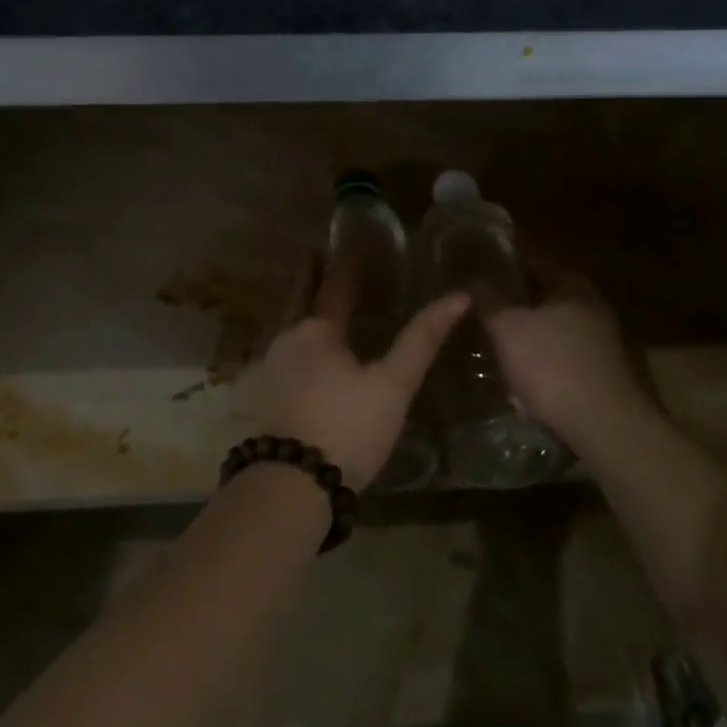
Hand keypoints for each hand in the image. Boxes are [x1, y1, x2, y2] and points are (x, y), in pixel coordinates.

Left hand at [255, 259, 469, 484]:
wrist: (293, 483)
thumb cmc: (348, 426)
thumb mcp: (393, 384)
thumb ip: (422, 339)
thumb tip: (458, 297)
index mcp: (317, 329)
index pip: (335, 284)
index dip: (346, 264)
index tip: (352, 243)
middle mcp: (288, 338)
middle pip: (301, 296)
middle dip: (313, 276)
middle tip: (322, 256)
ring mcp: (273, 366)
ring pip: (291, 323)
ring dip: (304, 304)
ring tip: (322, 297)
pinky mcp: (268, 392)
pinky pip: (287, 347)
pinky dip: (300, 334)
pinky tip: (310, 347)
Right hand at [483, 264, 660, 453]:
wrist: (603, 424)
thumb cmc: (552, 364)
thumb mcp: (507, 327)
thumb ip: (487, 299)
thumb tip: (469, 277)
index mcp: (572, 284)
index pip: (533, 258)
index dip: (502, 260)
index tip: (475, 264)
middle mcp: (591, 305)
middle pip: (544, 291)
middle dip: (513, 295)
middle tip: (479, 300)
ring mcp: (600, 339)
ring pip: (552, 322)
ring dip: (526, 325)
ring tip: (492, 332)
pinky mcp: (599, 369)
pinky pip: (559, 349)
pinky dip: (538, 350)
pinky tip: (517, 363)